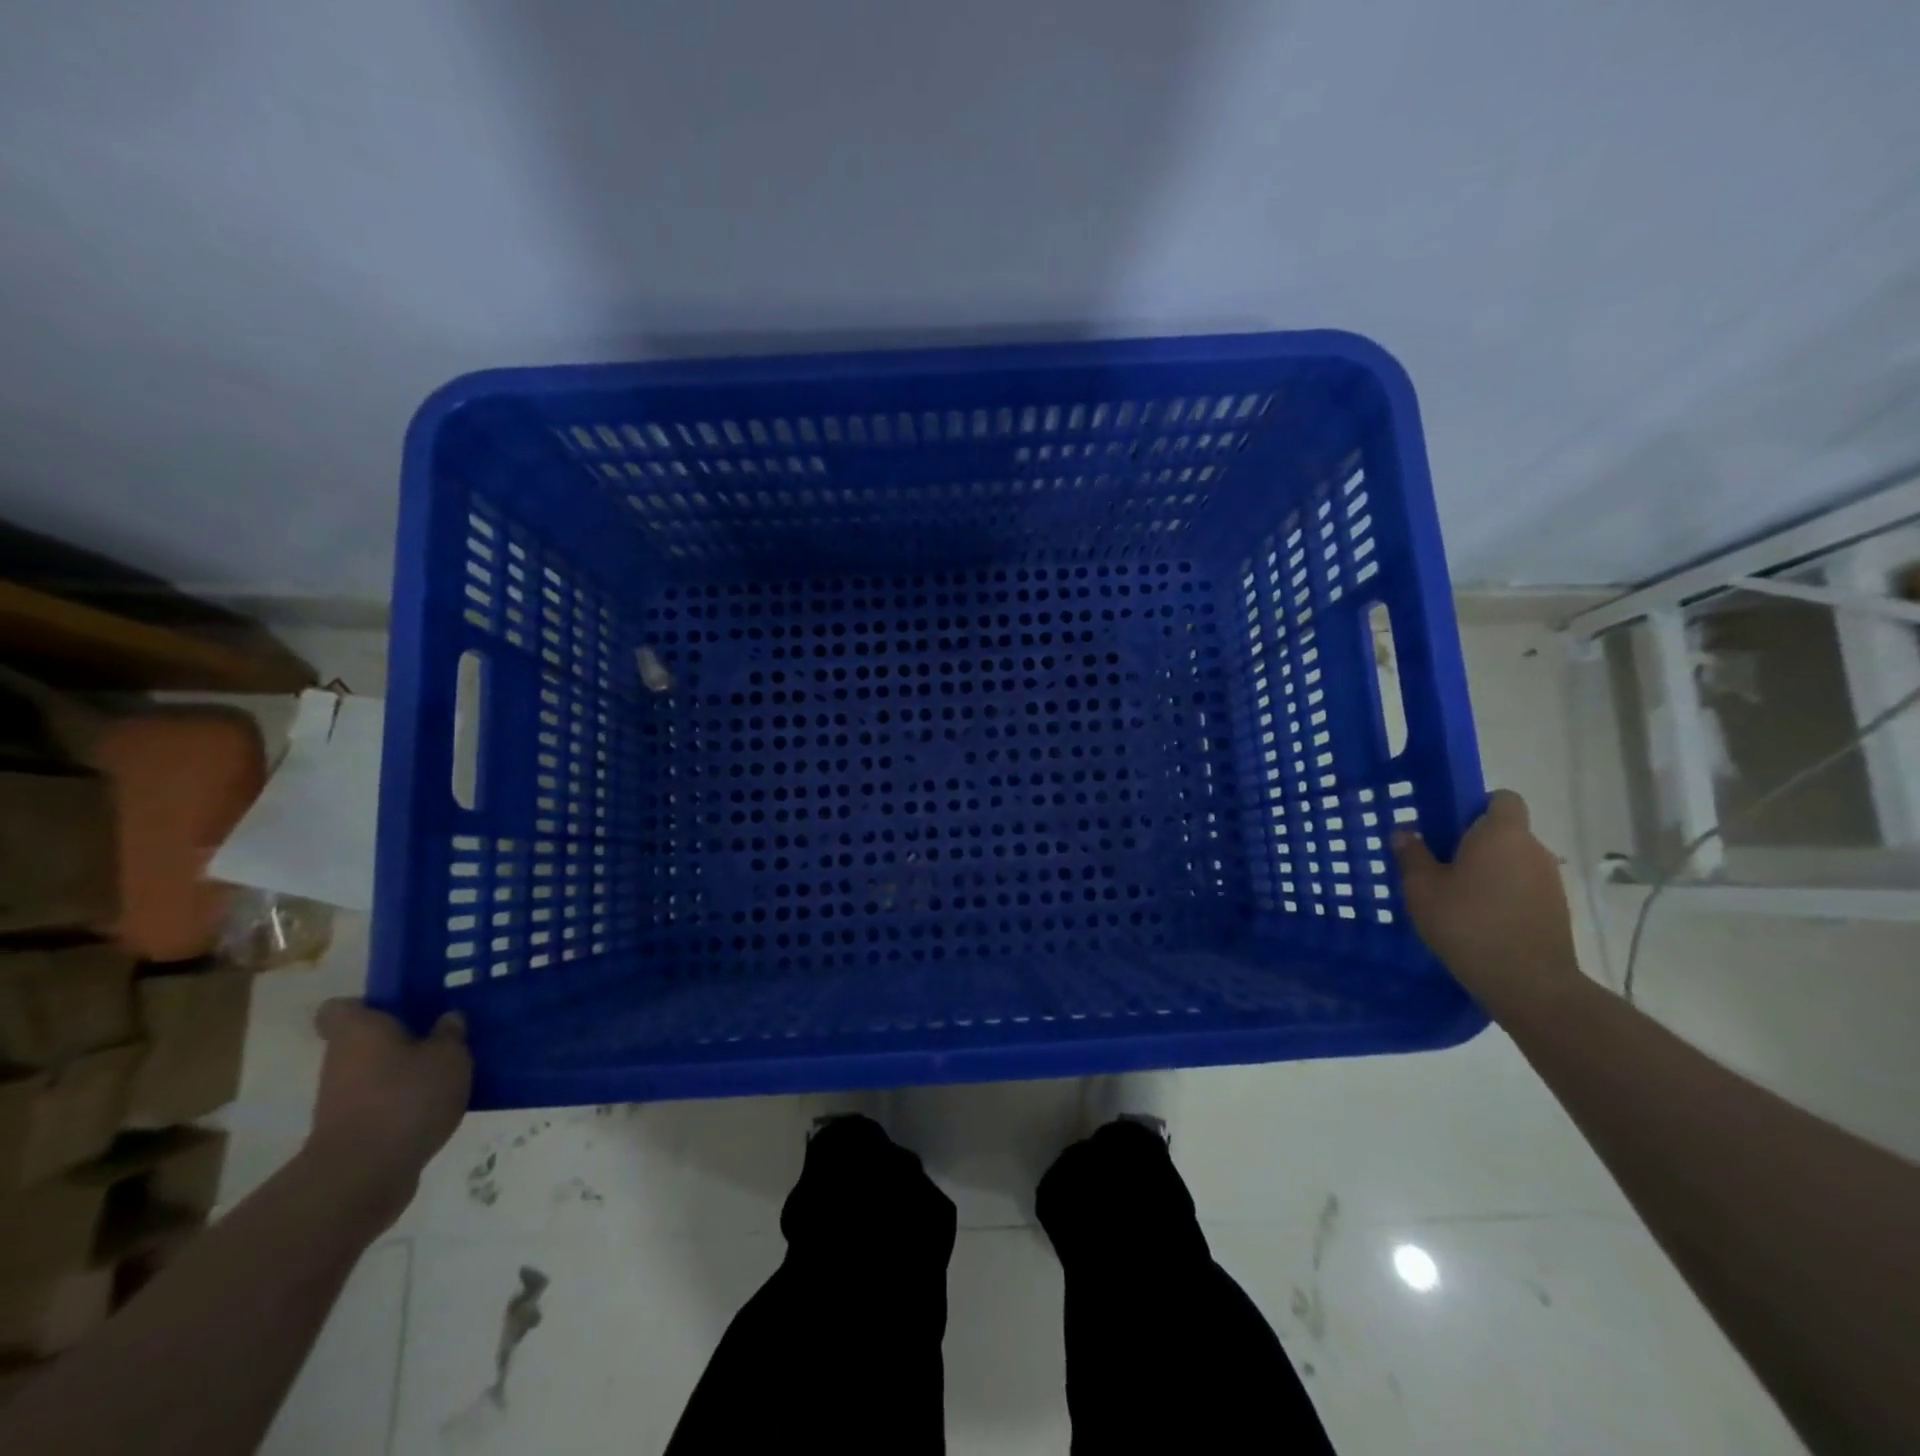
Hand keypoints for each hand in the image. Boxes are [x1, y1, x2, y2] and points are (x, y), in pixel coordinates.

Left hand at [304, 1000, 471, 1225]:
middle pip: (366, 1039)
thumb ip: (451, 1034)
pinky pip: (382, 1101)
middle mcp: (341, 1060)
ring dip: (406, 1070)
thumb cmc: (405, 1098)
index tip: (403, 1005)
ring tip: (451, 1070)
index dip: (369, 1003)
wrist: (363, 1176)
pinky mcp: (352, 1130)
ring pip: (376, 1071)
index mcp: (359, 1030)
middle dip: (402, 1037)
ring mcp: (342, 1098)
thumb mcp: (449, 1056)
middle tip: (445, 1034)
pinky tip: (440, 1103)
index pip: (342, 1008)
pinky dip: (405, 1101)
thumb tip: (447, 1020)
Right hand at [1391, 789, 1582, 1014]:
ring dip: (1489, 870)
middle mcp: (1533, 849)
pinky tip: (1478, 918)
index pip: (1502, 798)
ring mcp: (1550, 880)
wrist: (1529, 983)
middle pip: (1504, 831)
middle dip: (1474, 842)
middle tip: (1439, 863)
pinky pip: (1522, 887)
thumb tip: (1404, 832)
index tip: (1448, 825)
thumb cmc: (1468, 924)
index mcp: (1501, 834)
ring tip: (1456, 895)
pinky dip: (1502, 894)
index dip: (1476, 805)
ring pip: (1513, 861)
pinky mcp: (1555, 909)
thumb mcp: (1422, 889)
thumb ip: (1411, 855)